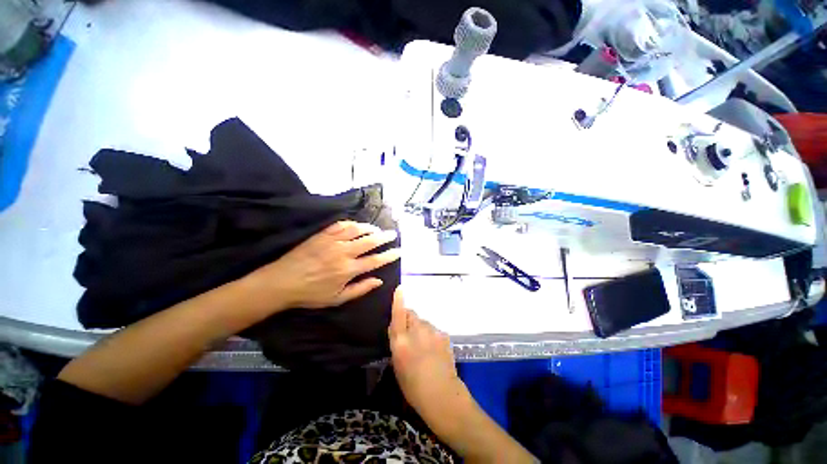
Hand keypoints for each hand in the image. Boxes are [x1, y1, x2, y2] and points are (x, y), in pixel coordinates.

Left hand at [244, 221, 399, 312]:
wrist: (282, 282)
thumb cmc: (311, 294)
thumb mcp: (337, 299)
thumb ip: (360, 289)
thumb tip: (378, 281)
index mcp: (348, 270)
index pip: (375, 260)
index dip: (389, 255)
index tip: (399, 251)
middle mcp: (344, 252)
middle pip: (370, 241)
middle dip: (384, 237)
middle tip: (393, 234)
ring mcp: (332, 241)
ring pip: (357, 230)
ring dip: (370, 228)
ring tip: (377, 229)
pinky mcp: (322, 235)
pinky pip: (340, 225)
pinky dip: (352, 224)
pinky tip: (357, 225)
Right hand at [389, 288, 468, 421]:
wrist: (442, 394)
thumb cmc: (413, 386)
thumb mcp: (397, 364)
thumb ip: (396, 341)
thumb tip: (396, 326)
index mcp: (402, 341)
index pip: (398, 314)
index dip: (398, 300)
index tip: (400, 288)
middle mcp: (417, 331)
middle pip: (412, 314)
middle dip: (408, 319)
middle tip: (410, 335)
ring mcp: (433, 332)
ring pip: (423, 322)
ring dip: (420, 328)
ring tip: (424, 347)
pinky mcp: (444, 335)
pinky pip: (433, 330)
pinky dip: (431, 335)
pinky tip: (434, 350)